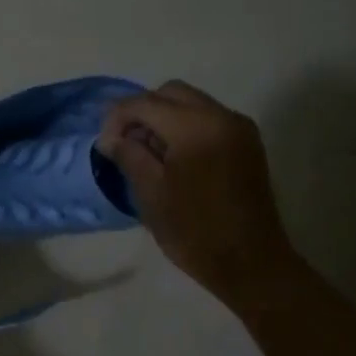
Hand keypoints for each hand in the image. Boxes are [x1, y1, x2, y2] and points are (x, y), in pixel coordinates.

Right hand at [97, 81, 295, 304]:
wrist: (251, 262)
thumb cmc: (195, 232)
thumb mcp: (151, 193)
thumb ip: (129, 155)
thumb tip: (111, 138)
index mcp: (196, 127)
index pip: (145, 103)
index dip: (117, 118)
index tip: (104, 145)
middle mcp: (221, 116)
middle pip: (170, 93)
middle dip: (141, 111)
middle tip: (124, 144)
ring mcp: (239, 128)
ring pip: (191, 103)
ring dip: (163, 118)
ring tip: (146, 153)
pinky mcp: (247, 143)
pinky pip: (208, 119)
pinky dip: (184, 127)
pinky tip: (172, 158)